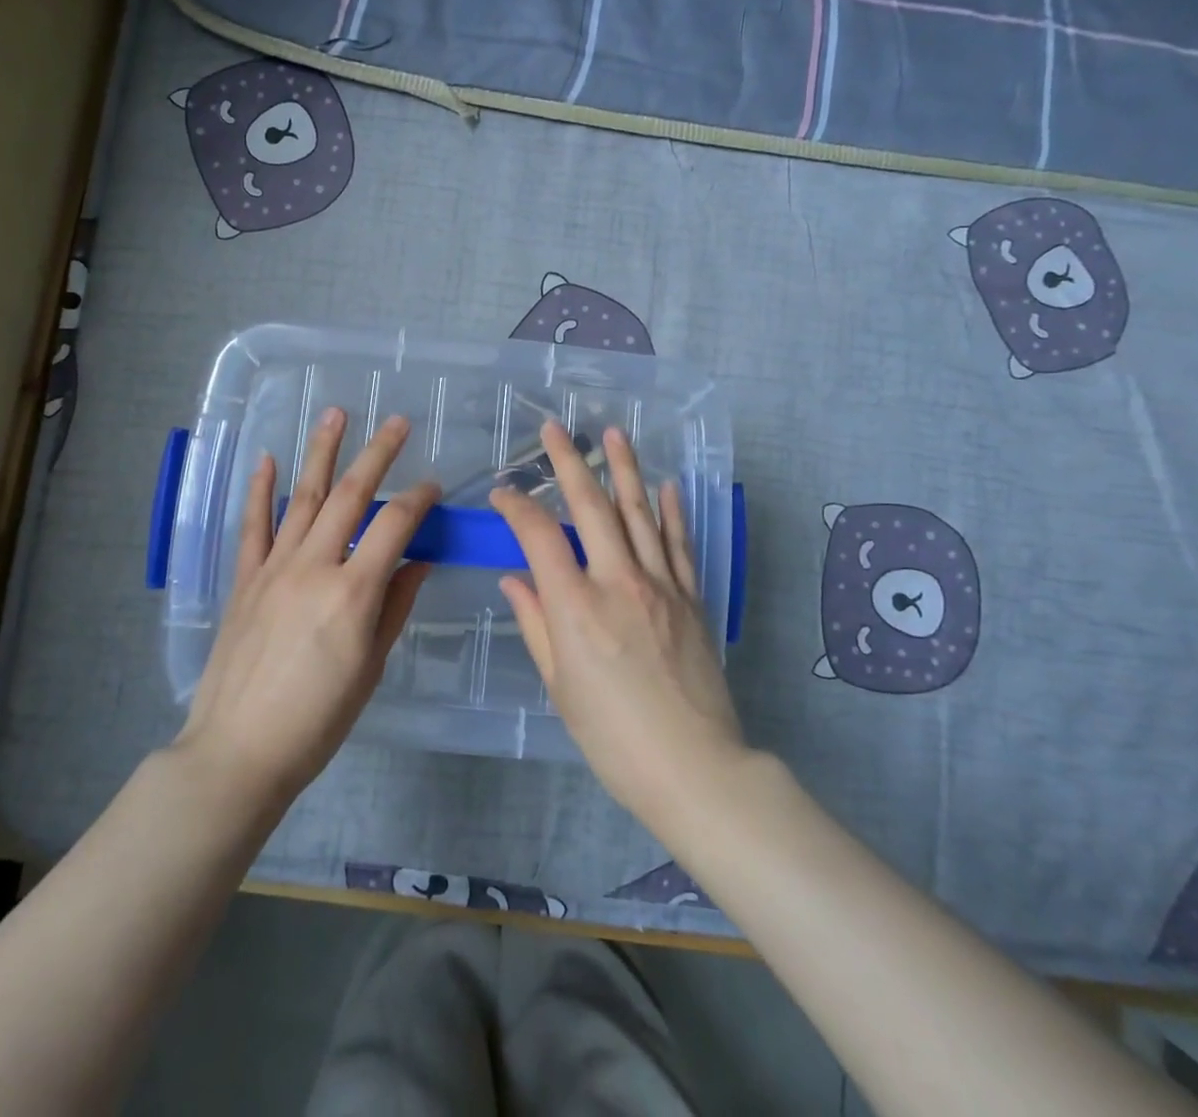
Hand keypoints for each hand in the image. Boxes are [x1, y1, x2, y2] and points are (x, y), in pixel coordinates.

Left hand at [174, 409, 438, 806]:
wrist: (239, 750)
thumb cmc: (317, 721)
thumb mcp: (370, 668)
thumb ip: (394, 607)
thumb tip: (417, 562)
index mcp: (353, 593)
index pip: (395, 526)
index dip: (418, 499)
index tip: (433, 485)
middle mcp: (314, 567)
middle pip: (351, 497)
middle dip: (377, 454)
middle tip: (397, 422)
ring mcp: (274, 568)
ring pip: (304, 497)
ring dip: (322, 452)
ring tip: (336, 414)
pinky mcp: (245, 579)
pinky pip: (254, 525)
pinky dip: (260, 490)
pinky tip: (267, 459)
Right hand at [491, 420, 743, 823]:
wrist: (695, 768)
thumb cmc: (613, 736)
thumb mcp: (560, 686)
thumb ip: (536, 624)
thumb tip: (515, 579)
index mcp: (576, 605)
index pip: (539, 535)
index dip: (516, 507)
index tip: (502, 494)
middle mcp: (618, 581)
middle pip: (591, 506)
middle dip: (570, 462)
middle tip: (554, 429)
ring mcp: (661, 585)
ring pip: (639, 512)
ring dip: (625, 469)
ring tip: (614, 434)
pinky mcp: (691, 598)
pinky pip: (678, 544)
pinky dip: (671, 511)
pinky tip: (665, 486)